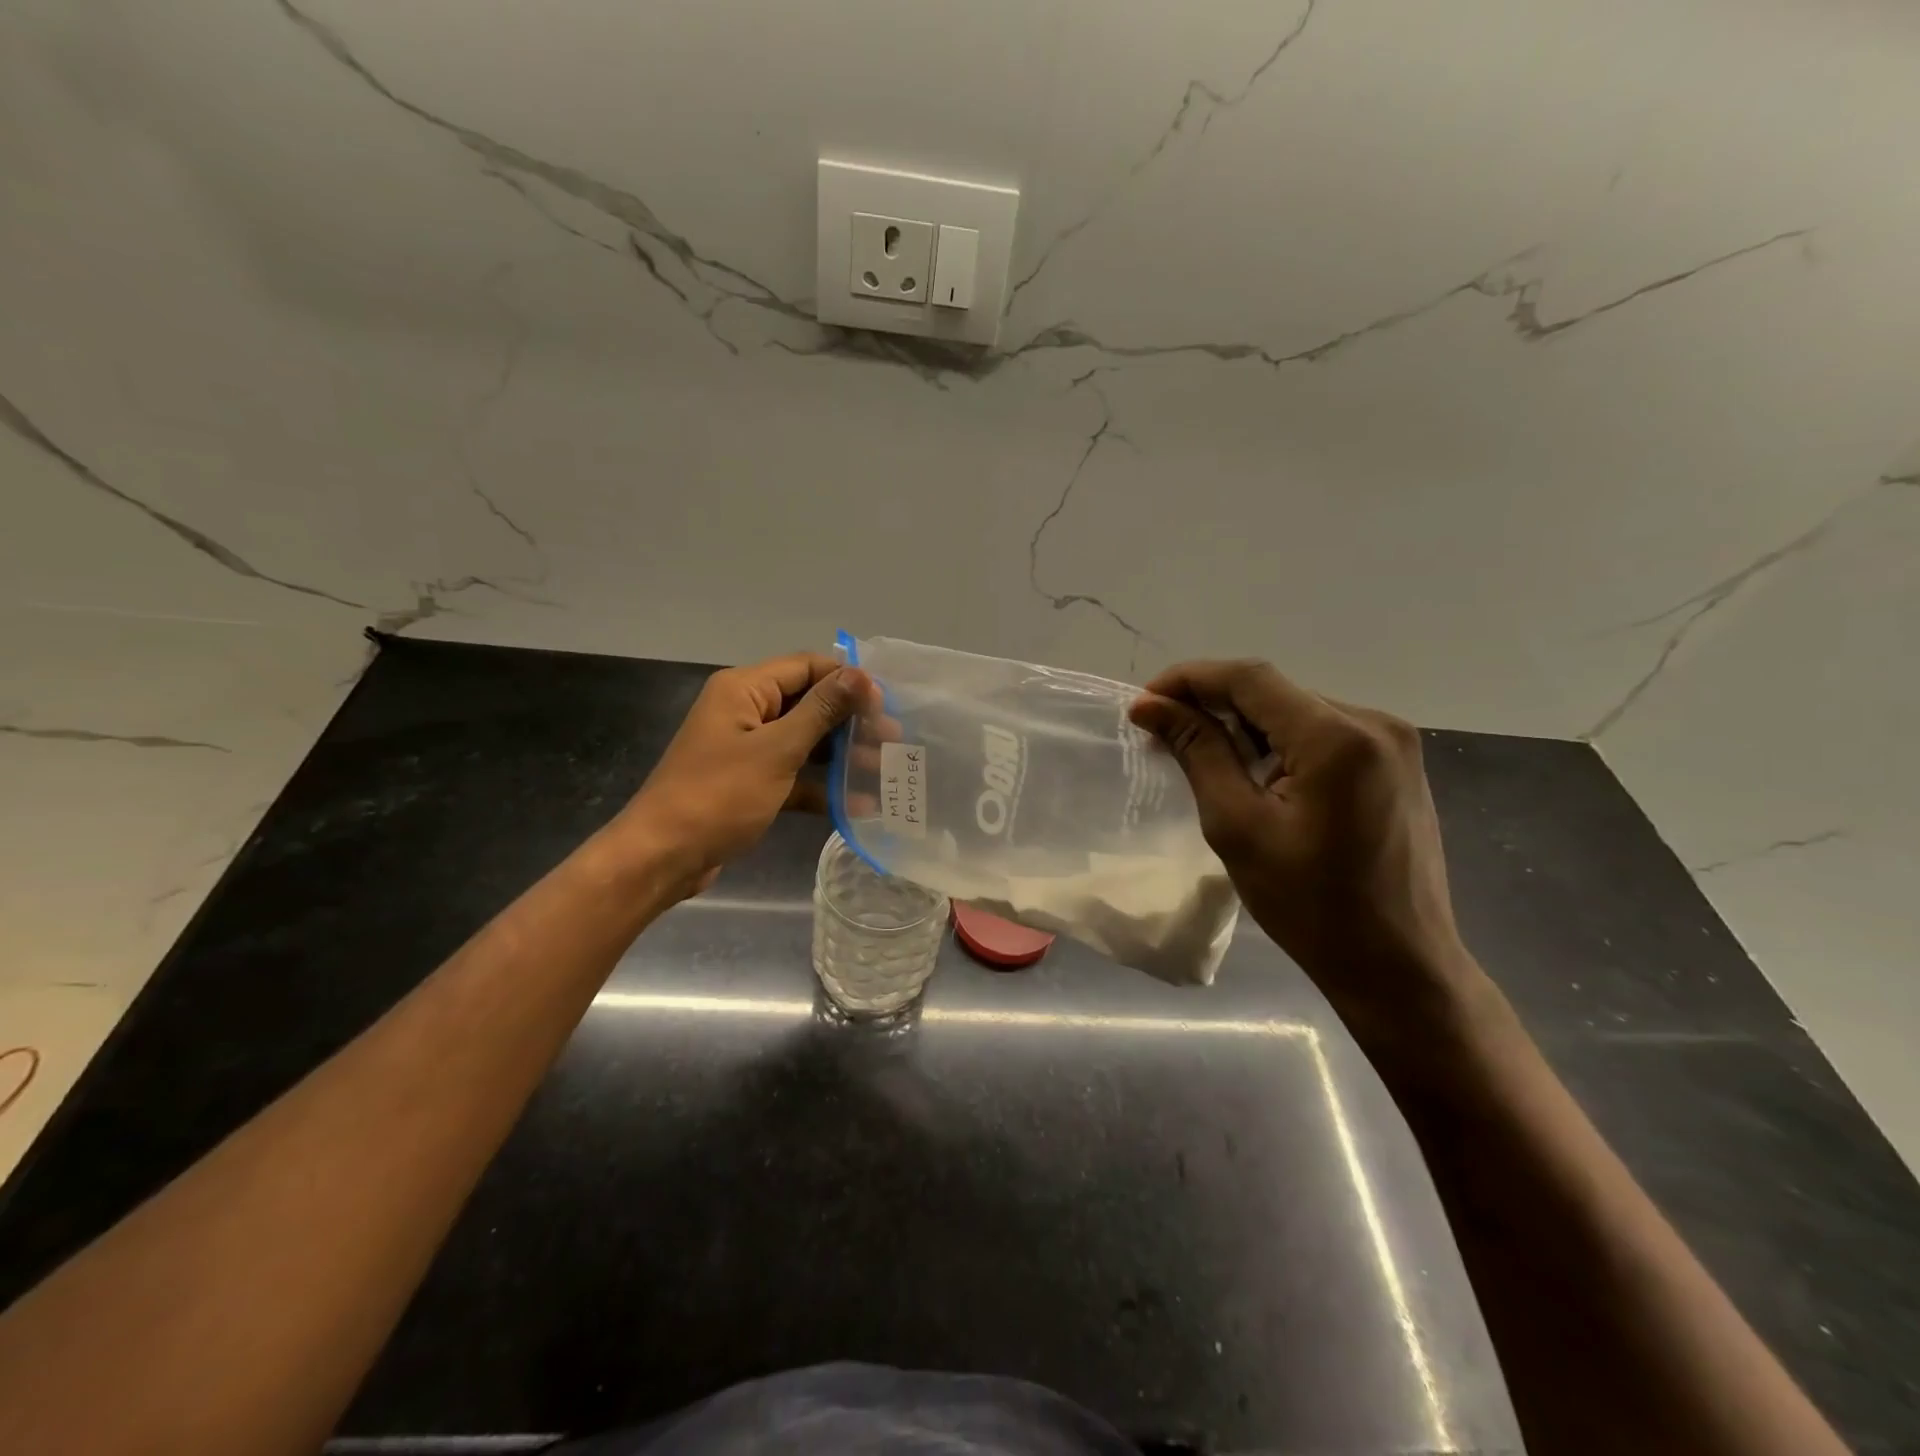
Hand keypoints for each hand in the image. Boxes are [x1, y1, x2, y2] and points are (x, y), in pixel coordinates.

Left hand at [614, 653, 869, 895]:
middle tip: (892, 740)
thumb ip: (821, 711)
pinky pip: (793, 775)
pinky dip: (820, 786)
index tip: (886, 704)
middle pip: (808, 704)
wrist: (663, 857)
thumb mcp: (777, 750)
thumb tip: (860, 674)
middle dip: (850, 721)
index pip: (807, 667)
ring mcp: (746, 749)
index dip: (848, 681)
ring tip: (882, 770)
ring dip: (841, 754)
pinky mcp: (749, 783)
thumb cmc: (719, 796)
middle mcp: (745, 711)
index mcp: (745, 690)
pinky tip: (857, 805)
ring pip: (804, 741)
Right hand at [1130, 660, 1483, 1045]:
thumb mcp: (1238, 826)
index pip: (1250, 678)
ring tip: (1204, 756)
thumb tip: (1152, 705)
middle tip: (1164, 734)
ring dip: (1246, 726)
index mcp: (1337, 737)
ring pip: (1297, 710)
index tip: (1144, 703)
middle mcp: (1374, 723)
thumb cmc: (1311, 906)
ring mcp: (1393, 742)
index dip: (1189, 680)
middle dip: (1213, 705)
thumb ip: (1198, 752)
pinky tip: (1256, 774)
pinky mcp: (1396, 763)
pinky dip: (1280, 743)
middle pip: (1275, 692)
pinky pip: (1324, 733)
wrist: (1399, 965)